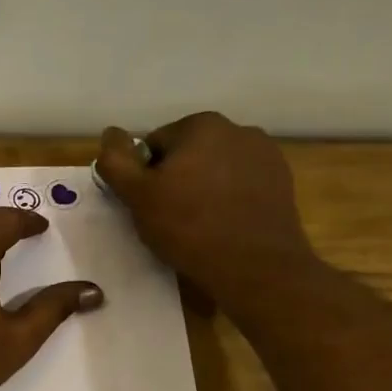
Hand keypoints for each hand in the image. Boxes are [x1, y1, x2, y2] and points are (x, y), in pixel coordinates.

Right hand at [94, 113, 318, 314]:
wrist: (255, 266)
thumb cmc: (189, 227)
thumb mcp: (138, 197)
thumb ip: (116, 162)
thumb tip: (110, 134)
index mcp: (201, 125)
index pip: (154, 145)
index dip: (144, 177)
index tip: (148, 206)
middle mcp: (238, 129)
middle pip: (187, 154)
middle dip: (175, 180)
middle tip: (169, 219)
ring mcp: (265, 154)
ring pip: (215, 169)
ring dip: (202, 189)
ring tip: (198, 226)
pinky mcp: (281, 181)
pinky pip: (240, 185)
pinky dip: (228, 199)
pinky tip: (224, 226)